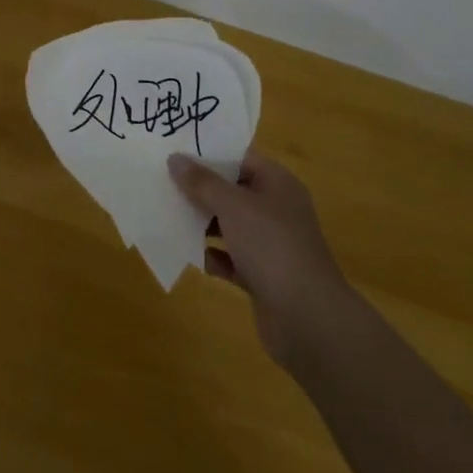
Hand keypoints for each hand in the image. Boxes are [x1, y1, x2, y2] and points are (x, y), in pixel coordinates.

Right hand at [168, 150, 349, 364]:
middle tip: (164, 184)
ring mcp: (271, 245)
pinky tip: (193, 257)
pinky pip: (232, 259)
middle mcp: (277, 210)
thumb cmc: (271, 247)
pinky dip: (214, 257)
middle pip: (233, 192)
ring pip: (230, 226)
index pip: (241, 159)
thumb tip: (175, 158)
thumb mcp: (232, 206)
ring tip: (170, 217)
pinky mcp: (264, 276)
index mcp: (278, 185)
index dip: (210, 155)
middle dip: (201, 191)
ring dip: (203, 224)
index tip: (176, 154)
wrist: (307, 319)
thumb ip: (202, 182)